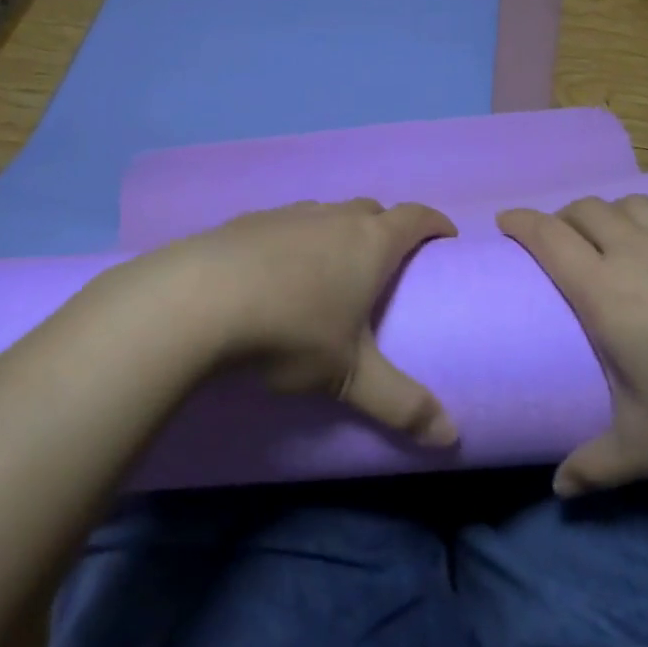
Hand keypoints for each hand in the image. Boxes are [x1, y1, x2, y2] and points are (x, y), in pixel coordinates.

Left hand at [98, 199, 459, 446]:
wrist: (196, 301)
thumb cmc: (290, 331)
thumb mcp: (349, 377)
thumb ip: (402, 405)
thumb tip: (451, 437)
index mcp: (369, 242)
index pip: (415, 217)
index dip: (434, 223)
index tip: (444, 237)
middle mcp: (332, 217)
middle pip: (372, 209)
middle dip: (387, 227)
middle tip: (388, 262)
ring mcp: (287, 214)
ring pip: (326, 213)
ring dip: (339, 231)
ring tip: (332, 268)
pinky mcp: (246, 221)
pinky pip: (285, 223)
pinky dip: (295, 240)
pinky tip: (276, 271)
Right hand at [498, 196, 647, 494]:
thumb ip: (595, 465)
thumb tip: (560, 490)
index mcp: (606, 292)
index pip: (548, 237)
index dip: (521, 221)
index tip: (506, 221)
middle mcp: (639, 252)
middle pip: (586, 209)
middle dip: (563, 218)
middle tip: (560, 242)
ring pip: (633, 202)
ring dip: (613, 214)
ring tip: (615, 239)